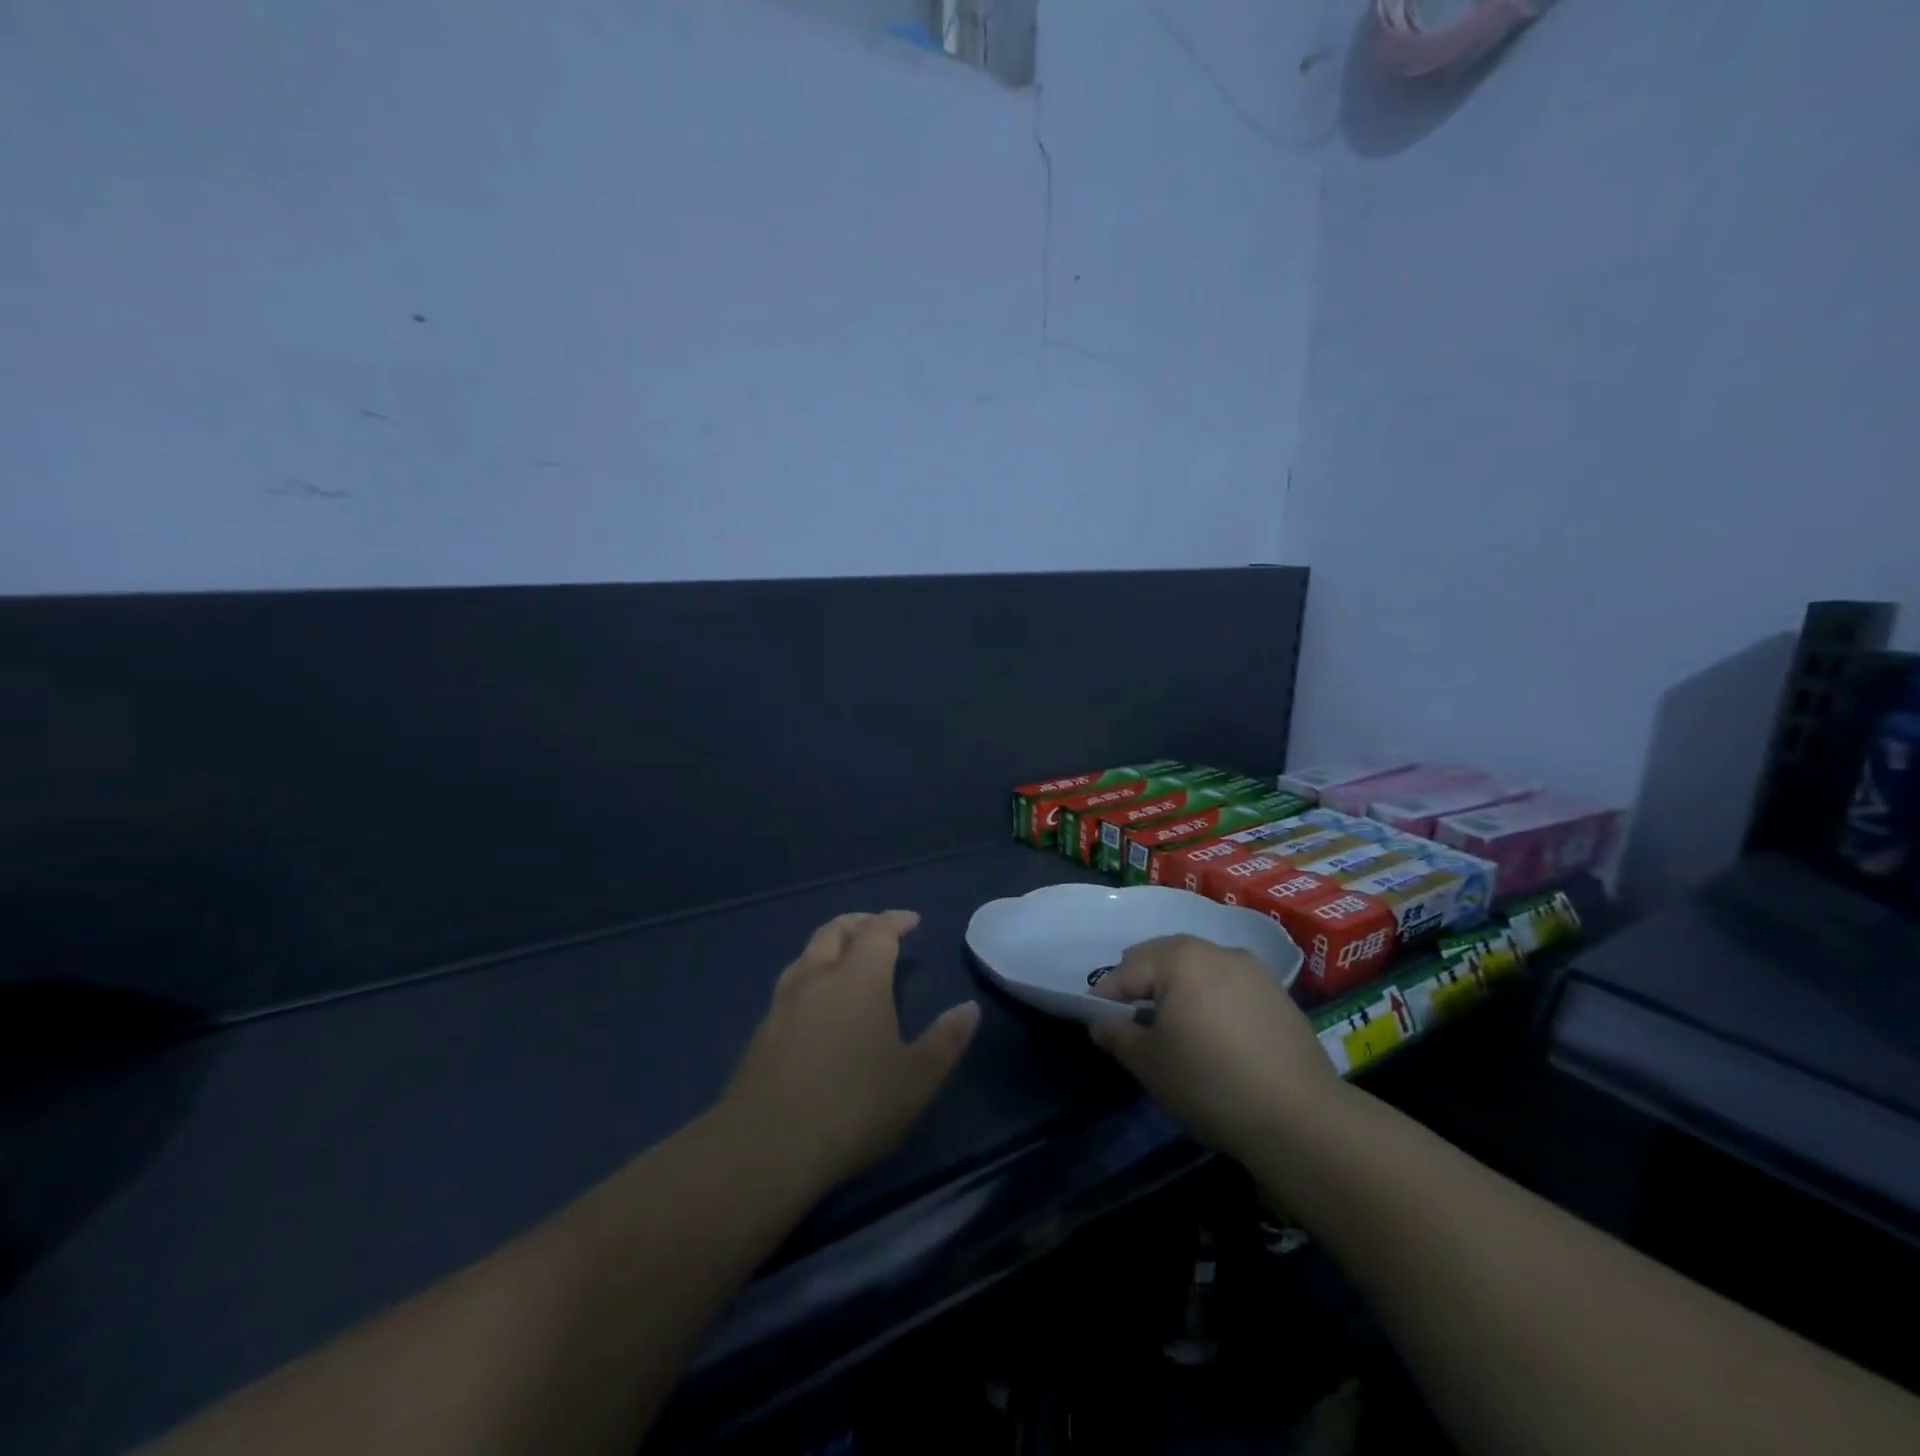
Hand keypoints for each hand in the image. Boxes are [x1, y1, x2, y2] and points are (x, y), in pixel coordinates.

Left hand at [722, 911, 981, 1195]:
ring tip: (847, 958)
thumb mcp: (916, 1079)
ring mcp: (783, 1002)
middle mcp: (818, 977)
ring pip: (807, 953)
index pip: (878, 931)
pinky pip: (791, 983)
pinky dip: (812, 975)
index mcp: (858, 978)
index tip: (912, 921)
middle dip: (860, 923)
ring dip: (830, 945)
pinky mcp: (761, 1030)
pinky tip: (817, 1003)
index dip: (896, 920)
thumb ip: (946, 1040)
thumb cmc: (853, 1107)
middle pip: (835, 931)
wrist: (765, 1147)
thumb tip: (969, 1008)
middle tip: (879, 928)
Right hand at [1090, 935, 1340, 1160]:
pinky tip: (1213, 1034)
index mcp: (1180, 957)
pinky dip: (1210, 999)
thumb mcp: (1150, 1063)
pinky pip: (1228, 985)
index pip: (1127, 971)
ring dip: (1178, 989)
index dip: (1105, 997)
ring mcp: (1253, 969)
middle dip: (1142, 985)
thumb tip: (1101, 1024)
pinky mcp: (1278, 994)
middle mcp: (1216, 950)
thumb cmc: (1210, 1082)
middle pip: (1163, 958)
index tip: (1096, 1022)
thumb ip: (1117, 1035)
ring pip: (1198, 969)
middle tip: (1131, 1022)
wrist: (1300, 1118)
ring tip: (1172, 1027)